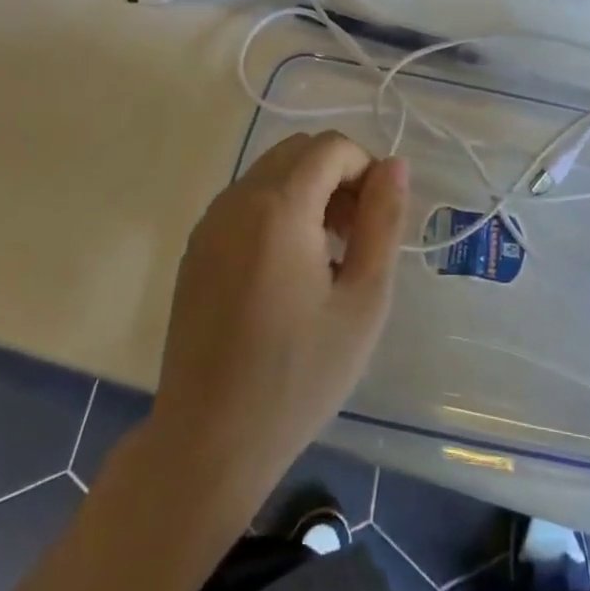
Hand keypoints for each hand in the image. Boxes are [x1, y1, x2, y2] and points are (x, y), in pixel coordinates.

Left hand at [152, 132, 408, 499]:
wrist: (208, 443)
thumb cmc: (298, 376)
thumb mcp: (363, 300)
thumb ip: (383, 221)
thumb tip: (394, 165)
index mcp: (279, 207)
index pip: (331, 147)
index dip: (365, 168)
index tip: (377, 218)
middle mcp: (238, 199)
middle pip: (299, 151)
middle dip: (337, 176)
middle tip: (356, 235)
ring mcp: (210, 222)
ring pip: (271, 172)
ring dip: (308, 191)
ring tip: (328, 255)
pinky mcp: (195, 248)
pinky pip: (246, 201)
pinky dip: (277, 209)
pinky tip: (288, 270)